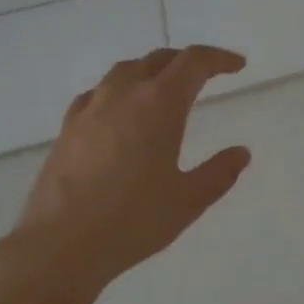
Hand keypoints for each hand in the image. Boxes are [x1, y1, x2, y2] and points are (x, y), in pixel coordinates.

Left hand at [0, 47, 252, 303]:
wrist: (62, 244)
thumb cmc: (133, 221)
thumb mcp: (188, 201)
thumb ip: (218, 173)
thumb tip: (240, 153)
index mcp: (159, 105)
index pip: (193, 63)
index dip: (218, 59)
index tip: (237, 65)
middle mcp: (123, 95)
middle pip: (157, 60)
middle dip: (185, 62)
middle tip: (205, 74)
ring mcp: (90, 109)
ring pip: (124, 71)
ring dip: (149, 71)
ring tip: (162, 88)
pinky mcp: (67, 129)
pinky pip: (97, 94)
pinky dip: (117, 91)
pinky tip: (118, 112)